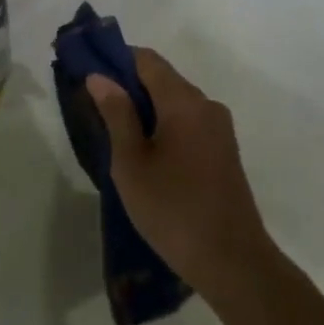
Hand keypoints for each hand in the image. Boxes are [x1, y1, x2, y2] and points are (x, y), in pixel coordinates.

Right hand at [86, 49, 274, 296]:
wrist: (235, 265)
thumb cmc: (174, 210)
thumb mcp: (132, 163)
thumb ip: (116, 114)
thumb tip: (99, 76)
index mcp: (183, 101)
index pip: (146, 59)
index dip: (115, 59)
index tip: (88, 74)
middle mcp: (206, 105)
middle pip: (161, 78)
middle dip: (128, 86)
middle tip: (95, 109)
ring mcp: (219, 129)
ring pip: (174, 102)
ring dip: (145, 109)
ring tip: (116, 135)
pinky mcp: (224, 151)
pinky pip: (188, 122)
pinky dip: (164, 126)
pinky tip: (146, 154)